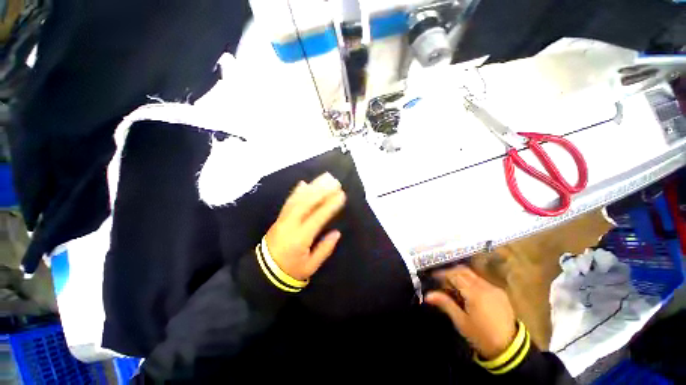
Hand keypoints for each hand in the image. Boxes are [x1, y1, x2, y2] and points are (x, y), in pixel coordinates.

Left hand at [265, 173, 345, 280]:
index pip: (318, 217)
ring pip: (298, 199)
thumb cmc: (290, 270)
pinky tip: (303, 183)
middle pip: (307, 203)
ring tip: (323, 178)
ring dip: (312, 187)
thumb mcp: (311, 266)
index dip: (330, 205)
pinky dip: (296, 191)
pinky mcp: (279, 218)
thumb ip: (324, 249)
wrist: (263, 272)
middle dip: (322, 190)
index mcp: (300, 238)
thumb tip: (336, 233)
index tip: (341, 195)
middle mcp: (291, 224)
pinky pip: (288, 201)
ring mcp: (283, 219)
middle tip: (334, 181)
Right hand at [425, 266, 516, 359]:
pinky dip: (470, 282)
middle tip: (441, 281)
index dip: (442, 274)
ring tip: (453, 288)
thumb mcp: (461, 321)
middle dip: (450, 273)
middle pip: (463, 271)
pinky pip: (481, 281)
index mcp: (474, 292)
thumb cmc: (482, 336)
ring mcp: (494, 288)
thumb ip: (445, 304)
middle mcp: (485, 286)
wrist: (510, 349)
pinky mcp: (500, 293)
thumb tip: (427, 295)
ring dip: (460, 277)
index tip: (432, 277)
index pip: (454, 275)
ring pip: (472, 275)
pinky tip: (467, 293)